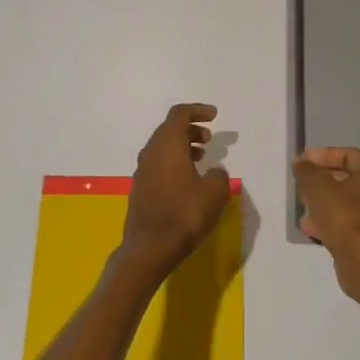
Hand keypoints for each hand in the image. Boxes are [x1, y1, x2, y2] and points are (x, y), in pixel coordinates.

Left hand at [121, 104, 232, 272]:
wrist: (149, 248)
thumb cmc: (184, 214)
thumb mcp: (214, 193)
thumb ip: (219, 175)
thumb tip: (214, 171)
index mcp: (167, 145)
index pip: (179, 115)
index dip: (197, 111)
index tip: (214, 116)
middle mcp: (151, 153)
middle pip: (169, 130)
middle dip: (190, 130)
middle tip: (209, 139)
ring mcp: (142, 172)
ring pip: (163, 149)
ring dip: (182, 147)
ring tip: (202, 159)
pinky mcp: (140, 190)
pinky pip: (159, 166)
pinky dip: (174, 163)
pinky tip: (189, 181)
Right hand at [292, 147, 359, 282]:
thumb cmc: (342, 214)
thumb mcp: (317, 186)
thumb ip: (307, 171)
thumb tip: (300, 161)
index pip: (348, 155)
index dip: (324, 155)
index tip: (303, 161)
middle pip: (347, 179)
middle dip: (322, 180)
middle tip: (302, 183)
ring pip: (345, 203)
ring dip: (322, 202)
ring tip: (302, 206)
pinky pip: (346, 222)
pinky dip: (329, 221)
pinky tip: (310, 227)